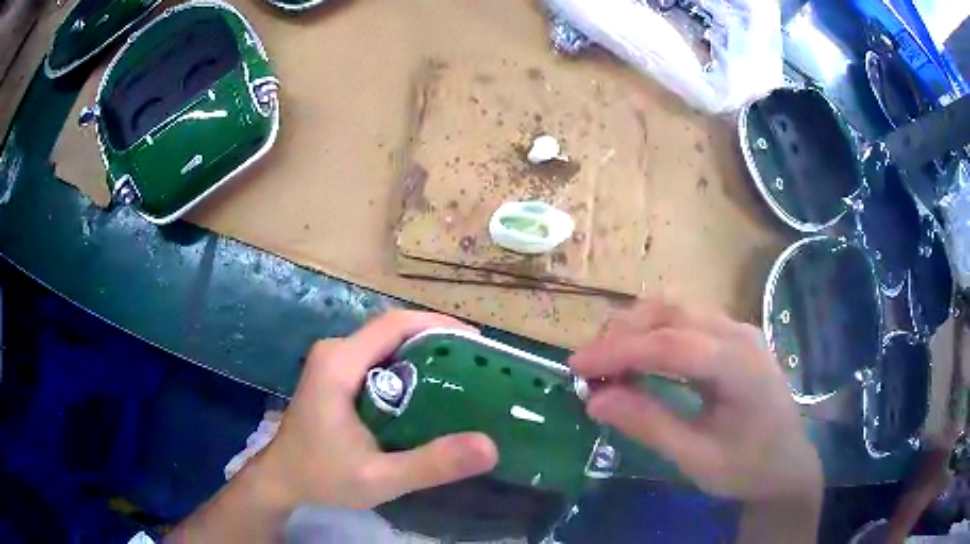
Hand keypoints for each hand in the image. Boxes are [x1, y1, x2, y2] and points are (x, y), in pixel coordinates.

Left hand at [252, 310, 498, 510]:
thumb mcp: (380, 479)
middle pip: (392, 330)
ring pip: (386, 344)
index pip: (394, 324)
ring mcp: (332, 361)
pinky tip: (427, 394)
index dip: (438, 325)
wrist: (281, 480)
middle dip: (436, 341)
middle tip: (476, 366)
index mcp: (339, 363)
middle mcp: (335, 351)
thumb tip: (490, 446)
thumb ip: (431, 464)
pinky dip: (406, 368)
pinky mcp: (334, 374)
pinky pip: (377, 359)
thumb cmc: (322, 477)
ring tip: (461, 377)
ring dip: (423, 354)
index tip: (476, 344)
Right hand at [570, 298, 821, 502]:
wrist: (788, 464)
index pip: (670, 344)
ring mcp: (738, 330)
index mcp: (738, 365)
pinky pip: (686, 322)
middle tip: (587, 367)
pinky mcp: (733, 337)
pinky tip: (638, 359)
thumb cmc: (746, 467)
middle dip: (622, 334)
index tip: (575, 367)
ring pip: (676, 311)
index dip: (618, 351)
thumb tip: (595, 400)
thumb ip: (649, 425)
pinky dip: (653, 334)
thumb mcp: (696, 458)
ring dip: (635, 330)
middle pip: (671, 314)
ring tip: (607, 363)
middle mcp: (739, 333)